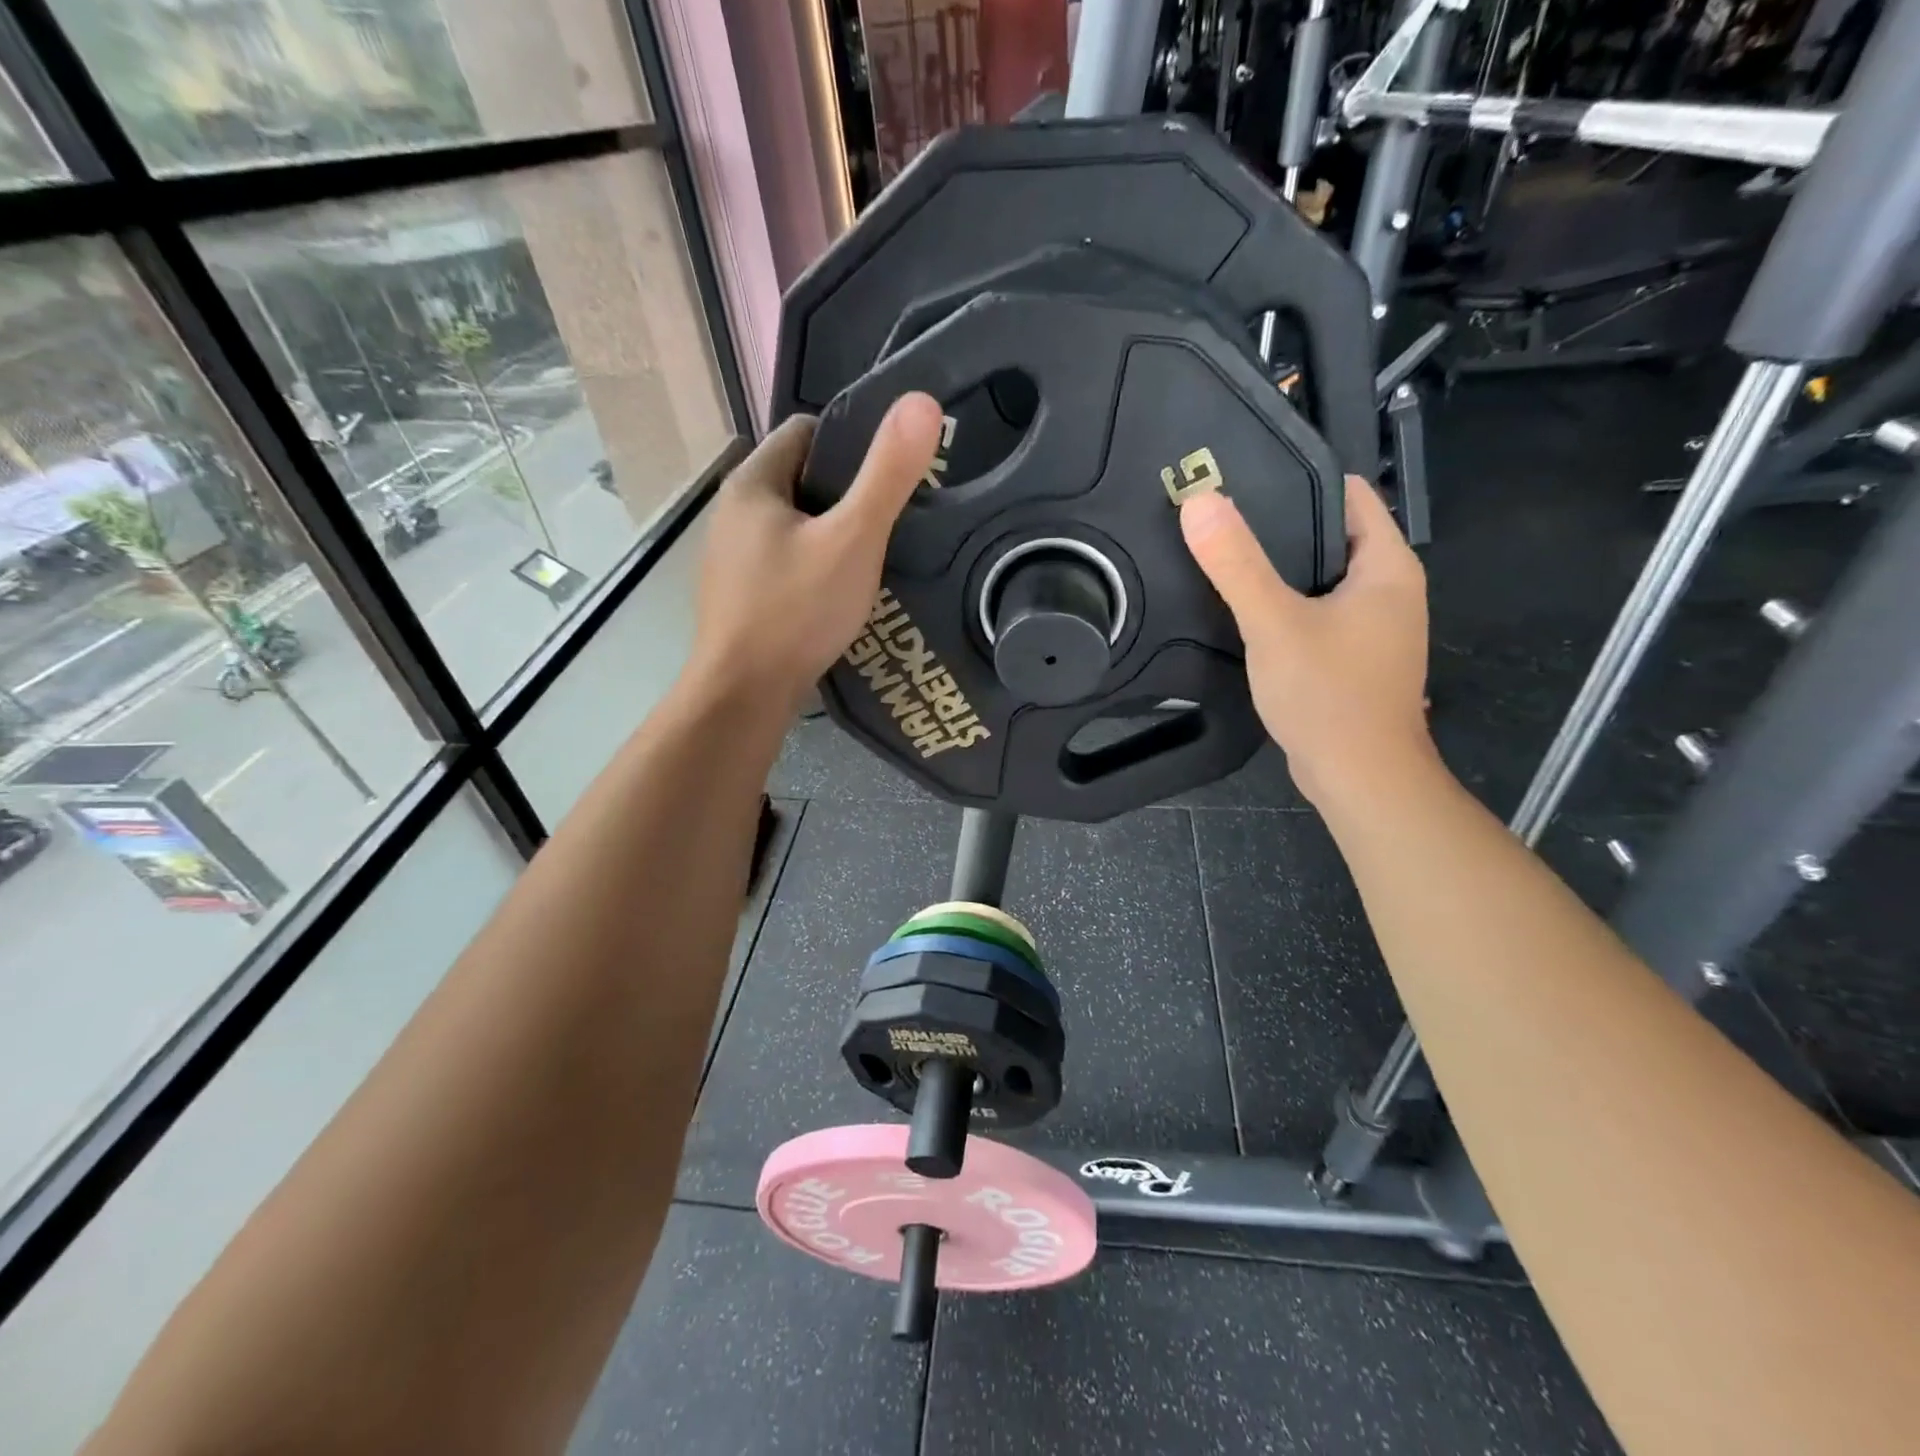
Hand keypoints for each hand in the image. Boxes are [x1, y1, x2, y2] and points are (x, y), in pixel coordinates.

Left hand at [689, 393, 943, 713]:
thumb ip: (888, 474)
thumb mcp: (854, 539)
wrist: (744, 694)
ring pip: (793, 526)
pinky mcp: (738, 596)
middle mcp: (732, 512)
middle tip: (891, 518)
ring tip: (873, 557)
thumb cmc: (797, 610)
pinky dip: (813, 568)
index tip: (890, 471)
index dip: (852, 442)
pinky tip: (838, 594)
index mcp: (752, 483)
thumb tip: (921, 401)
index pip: (806, 432)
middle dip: (844, 493)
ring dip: (829, 534)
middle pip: (800, 479)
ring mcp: (730, 558)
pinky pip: (784, 563)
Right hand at [1180, 476, 1436, 809]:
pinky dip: (1287, 604)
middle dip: (1281, 524)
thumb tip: (1200, 502)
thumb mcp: (1273, 623)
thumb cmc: (1327, 694)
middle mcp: (1389, 590)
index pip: (1350, 496)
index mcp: (1387, 567)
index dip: (1301, 479)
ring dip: (1281, 568)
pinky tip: (1247, 609)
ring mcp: (1374, 627)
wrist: (1358, 776)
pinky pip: (1318, 612)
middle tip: (1222, 516)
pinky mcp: (1354, 657)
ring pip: (1322, 578)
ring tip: (1225, 554)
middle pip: (1333, 535)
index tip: (1245, 476)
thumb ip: (1236, 564)